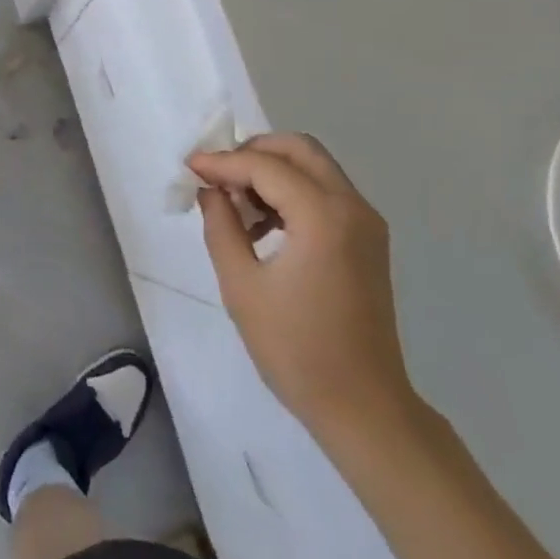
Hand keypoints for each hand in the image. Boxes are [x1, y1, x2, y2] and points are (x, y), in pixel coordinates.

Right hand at [191, 134, 421, 451]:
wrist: (365, 409)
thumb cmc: (297, 351)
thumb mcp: (242, 287)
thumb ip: (221, 227)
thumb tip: (210, 191)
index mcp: (323, 216)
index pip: (265, 166)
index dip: (223, 162)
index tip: (191, 167)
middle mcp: (351, 206)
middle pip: (299, 149)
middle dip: (254, 152)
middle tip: (219, 176)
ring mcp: (366, 222)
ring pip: (314, 167)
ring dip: (273, 171)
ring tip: (237, 204)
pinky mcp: (368, 239)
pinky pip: (326, 192)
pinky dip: (293, 191)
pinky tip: (265, 225)